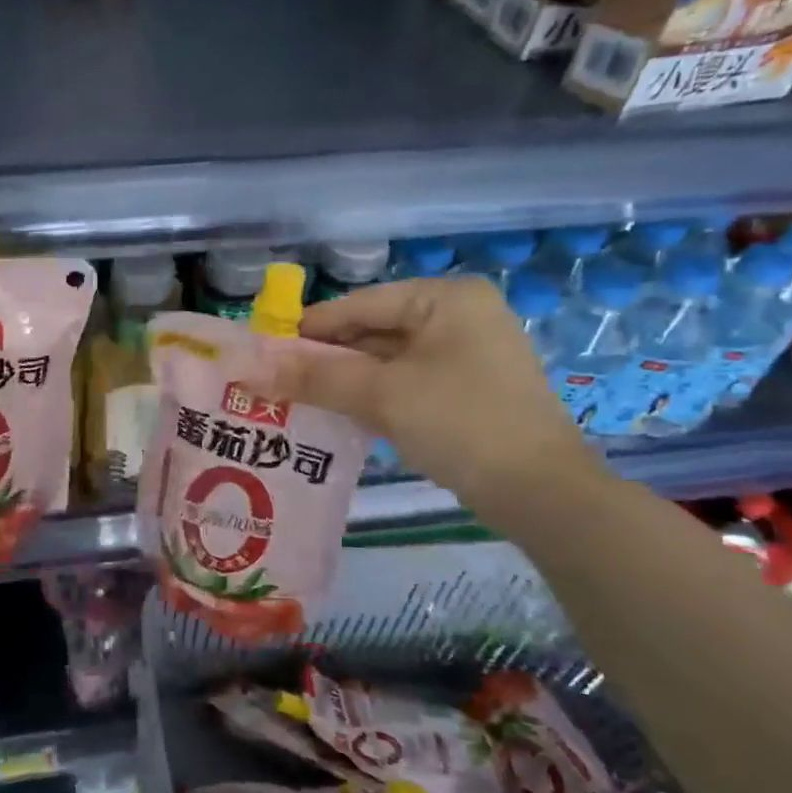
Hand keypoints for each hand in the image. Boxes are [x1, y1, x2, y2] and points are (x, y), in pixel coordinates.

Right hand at [270, 276, 607, 525]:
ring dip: (342, 380)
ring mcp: (464, 354)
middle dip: (324, 358)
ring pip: (384, 360)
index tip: (262, 353)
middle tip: (274, 381)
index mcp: (445, 299)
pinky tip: (336, 414)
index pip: (359, 305)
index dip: (307, 329)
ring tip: (294, 399)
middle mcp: (457, 316)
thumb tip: (250, 368)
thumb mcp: (382, 395)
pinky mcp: (463, 390)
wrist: (541, 493)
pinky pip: (402, 383)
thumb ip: (315, 376)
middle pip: (371, 331)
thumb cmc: (462, 424)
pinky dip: (369, 396)